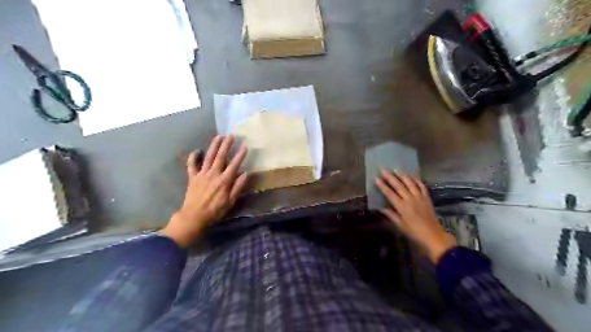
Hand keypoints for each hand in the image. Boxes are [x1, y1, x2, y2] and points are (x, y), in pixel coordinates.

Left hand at [159, 135, 247, 245]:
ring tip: (219, 136)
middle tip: (231, 135)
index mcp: (224, 181)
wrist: (194, 216)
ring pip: (208, 157)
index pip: (234, 164)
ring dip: (214, 146)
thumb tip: (246, 174)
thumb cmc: (215, 211)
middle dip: (227, 145)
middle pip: (221, 156)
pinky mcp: (192, 177)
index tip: (245, 145)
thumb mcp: (230, 202)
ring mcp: (201, 174)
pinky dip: (193, 157)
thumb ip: (238, 187)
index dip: (240, 154)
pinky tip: (197, 150)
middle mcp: (213, 174)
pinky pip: (191, 165)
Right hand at [376, 170, 452, 263]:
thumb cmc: (415, 233)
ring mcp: (420, 198)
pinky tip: (412, 177)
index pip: (390, 194)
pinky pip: (422, 186)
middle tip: (383, 169)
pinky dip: (417, 180)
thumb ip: (391, 215)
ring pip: (410, 183)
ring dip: (403, 176)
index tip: (376, 178)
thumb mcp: (401, 226)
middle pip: (399, 186)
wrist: (434, 236)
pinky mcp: (427, 198)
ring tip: (396, 169)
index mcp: (402, 207)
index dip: (383, 186)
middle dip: (390, 177)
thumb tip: (380, 208)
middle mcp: (410, 200)